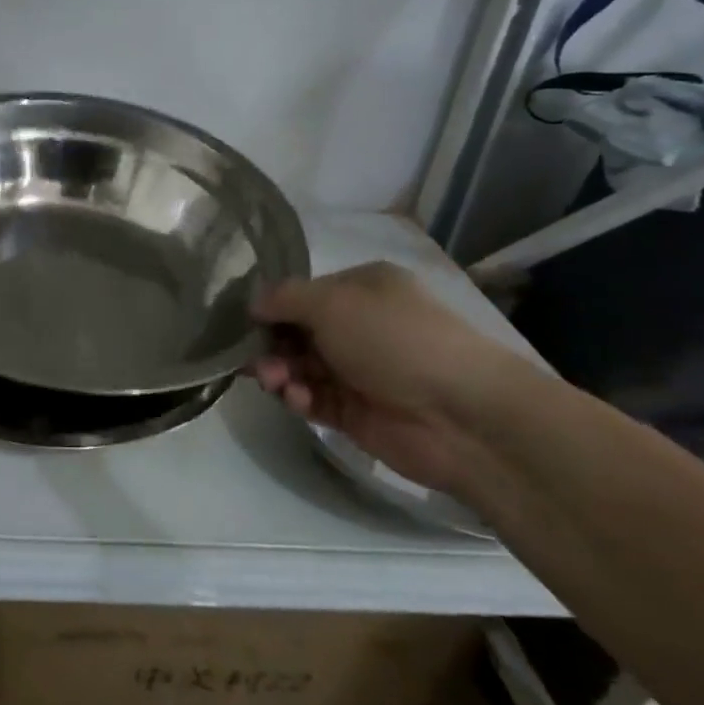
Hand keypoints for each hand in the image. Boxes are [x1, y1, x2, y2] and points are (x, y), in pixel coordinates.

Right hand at [251, 262, 527, 497]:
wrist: (459, 415)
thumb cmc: (394, 340)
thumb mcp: (332, 302)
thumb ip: (283, 298)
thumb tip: (252, 303)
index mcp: (363, 289)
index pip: (303, 293)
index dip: (271, 307)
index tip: (244, 322)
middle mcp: (360, 326)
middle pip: (296, 332)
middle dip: (270, 345)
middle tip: (253, 360)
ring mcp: (358, 371)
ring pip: (299, 367)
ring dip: (280, 373)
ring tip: (275, 383)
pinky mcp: (355, 412)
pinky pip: (313, 399)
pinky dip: (299, 398)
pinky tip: (299, 400)